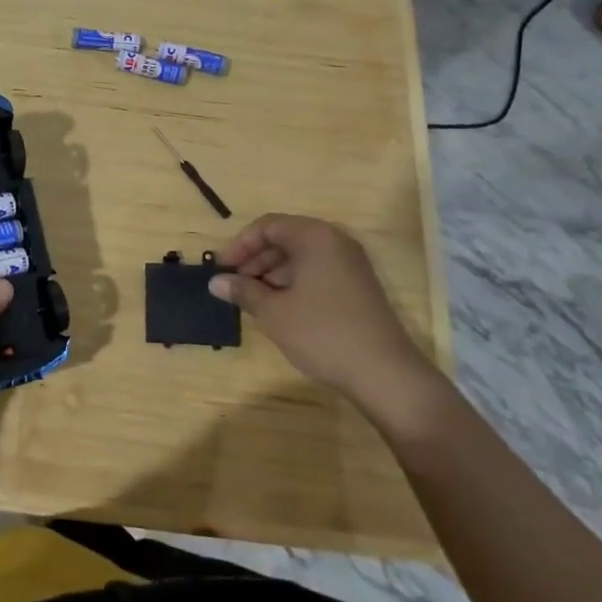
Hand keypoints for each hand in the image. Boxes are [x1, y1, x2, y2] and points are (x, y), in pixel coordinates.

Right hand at [213, 214, 444, 431]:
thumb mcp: (274, 312)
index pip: (267, 226)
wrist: (386, 375)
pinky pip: (316, 272)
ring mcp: (350, 264)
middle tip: (233, 285)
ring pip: (300, 258)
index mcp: (314, 237)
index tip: (221, 269)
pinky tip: (279, 309)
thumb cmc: (323, 333)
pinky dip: (293, 284)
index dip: (240, 245)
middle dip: (255, 260)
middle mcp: (335, 242)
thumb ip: (242, 291)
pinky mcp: (358, 287)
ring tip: (251, 300)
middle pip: (284, 239)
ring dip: (272, 274)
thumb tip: (215, 282)